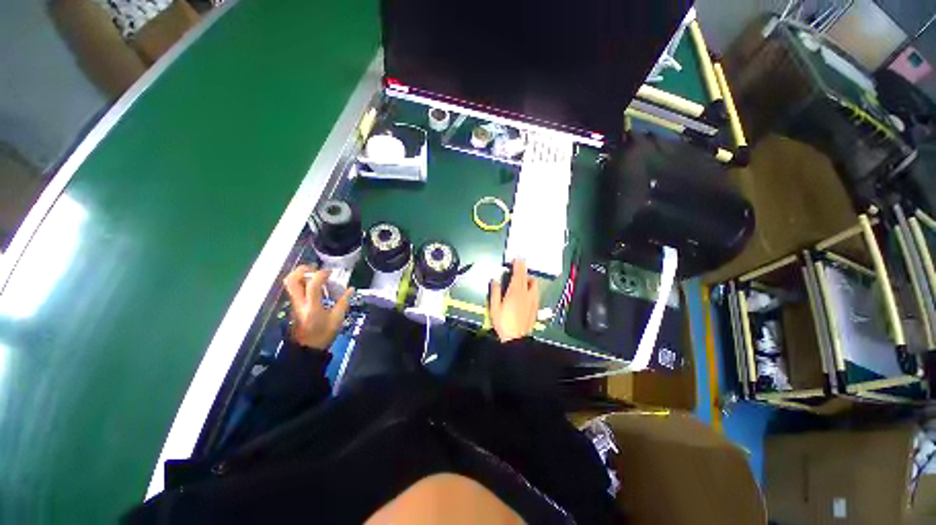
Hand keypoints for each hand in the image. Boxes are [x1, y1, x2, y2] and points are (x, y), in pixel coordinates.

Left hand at [283, 265, 352, 349]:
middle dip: (303, 270)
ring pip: (290, 283)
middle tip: (316, 269)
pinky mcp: (294, 305)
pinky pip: (294, 288)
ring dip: (301, 274)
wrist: (307, 348)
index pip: (312, 285)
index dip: (321, 275)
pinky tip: (314, 285)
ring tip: (315, 274)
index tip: (330, 273)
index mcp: (312, 306)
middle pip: (292, 280)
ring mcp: (294, 303)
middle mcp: (299, 302)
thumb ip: (344, 302)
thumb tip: (351, 289)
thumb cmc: (323, 334)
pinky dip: (302, 281)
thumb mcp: (337, 319)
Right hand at [489, 260, 539, 342]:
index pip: (518, 274)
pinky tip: (527, 292)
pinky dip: (531, 287)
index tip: (517, 257)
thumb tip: (494, 279)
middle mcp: (526, 293)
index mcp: (515, 292)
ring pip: (534, 284)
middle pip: (527, 277)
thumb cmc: (503, 322)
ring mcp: (533, 300)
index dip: (518, 264)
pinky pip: (535, 292)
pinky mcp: (535, 307)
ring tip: (522, 279)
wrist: (516, 339)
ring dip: (528, 278)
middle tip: (520, 264)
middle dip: (524, 269)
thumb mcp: (494, 307)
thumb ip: (495, 291)